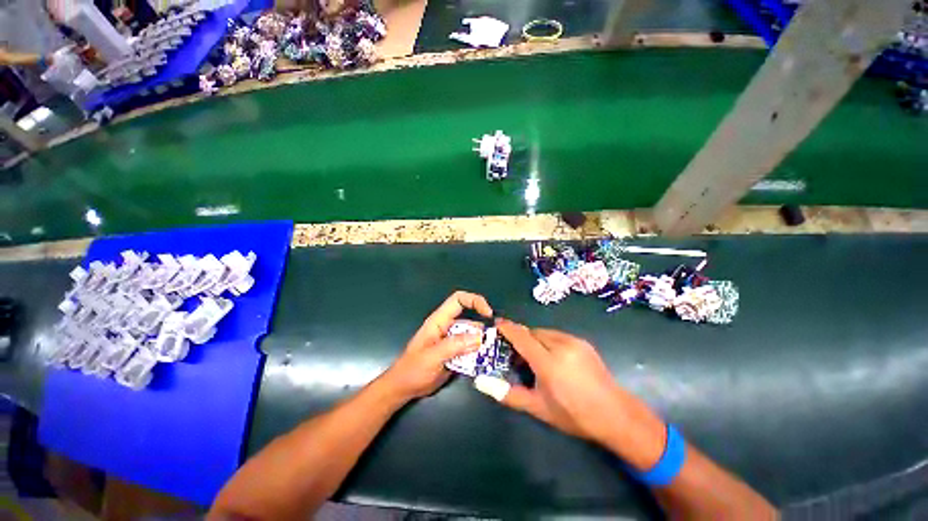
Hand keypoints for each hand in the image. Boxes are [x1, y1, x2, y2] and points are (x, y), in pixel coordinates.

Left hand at [379, 291, 493, 401]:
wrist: (404, 388)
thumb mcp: (432, 356)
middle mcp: (448, 327)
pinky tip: (485, 362)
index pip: (458, 300)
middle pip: (470, 320)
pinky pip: (471, 350)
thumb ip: (454, 345)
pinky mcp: (455, 353)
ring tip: (492, 354)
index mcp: (439, 321)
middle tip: (494, 342)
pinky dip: (478, 354)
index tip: (488, 313)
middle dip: (483, 329)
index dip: (474, 301)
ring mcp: (452, 341)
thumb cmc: (413, 369)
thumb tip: (479, 337)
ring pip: (473, 336)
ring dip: (482, 344)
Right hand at [476, 319, 625, 441]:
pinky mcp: (583, 342)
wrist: (615, 414)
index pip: (521, 338)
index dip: (507, 328)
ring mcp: (574, 342)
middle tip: (516, 354)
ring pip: (544, 332)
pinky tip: (552, 356)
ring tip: (535, 357)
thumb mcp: (538, 408)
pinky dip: (548, 340)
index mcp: (548, 363)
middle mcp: (560, 346)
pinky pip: (557, 335)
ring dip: (534, 339)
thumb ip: (508, 394)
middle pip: (532, 332)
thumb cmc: (573, 414)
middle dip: (521, 338)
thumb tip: (481, 383)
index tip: (496, 323)